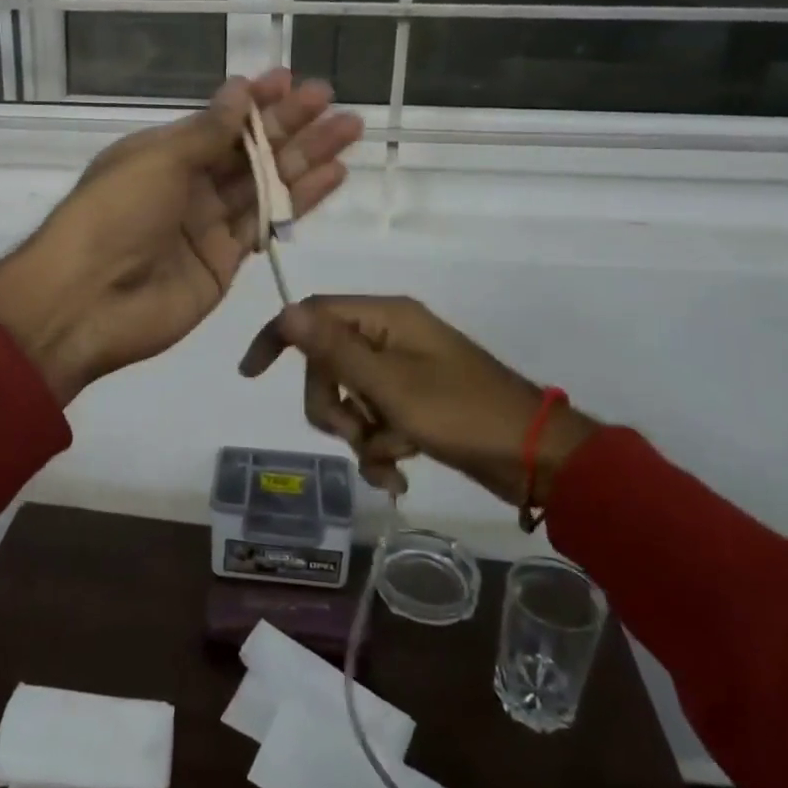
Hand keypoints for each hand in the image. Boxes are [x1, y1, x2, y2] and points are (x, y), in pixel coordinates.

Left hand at [0, 71, 361, 404]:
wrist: (87, 302)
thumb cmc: (114, 215)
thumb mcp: (157, 160)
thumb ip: (206, 132)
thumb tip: (238, 90)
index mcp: (162, 154)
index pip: (218, 121)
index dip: (254, 101)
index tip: (291, 80)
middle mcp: (187, 185)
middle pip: (247, 149)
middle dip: (290, 124)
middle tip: (332, 100)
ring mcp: (207, 225)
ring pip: (265, 184)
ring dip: (306, 157)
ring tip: (350, 130)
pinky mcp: (225, 262)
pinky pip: (266, 224)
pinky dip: (299, 201)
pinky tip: (332, 176)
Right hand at [238, 296, 600, 506]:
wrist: (535, 457)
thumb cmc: (462, 413)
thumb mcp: (390, 384)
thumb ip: (334, 349)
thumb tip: (286, 311)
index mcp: (385, 318)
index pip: (314, 313)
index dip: (278, 338)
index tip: (252, 374)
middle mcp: (390, 336)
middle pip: (327, 363)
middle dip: (332, 406)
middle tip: (355, 436)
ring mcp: (404, 370)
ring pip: (349, 397)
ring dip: (358, 435)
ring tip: (387, 464)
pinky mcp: (415, 402)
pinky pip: (375, 419)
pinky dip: (379, 447)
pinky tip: (396, 477)